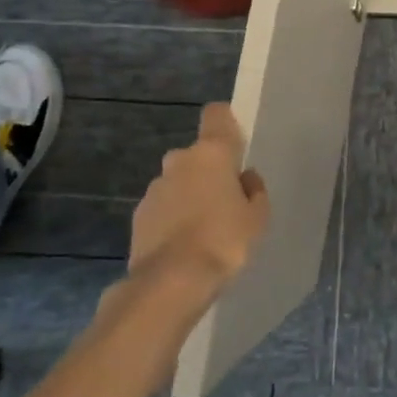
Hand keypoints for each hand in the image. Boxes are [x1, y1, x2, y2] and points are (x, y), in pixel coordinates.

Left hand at [129, 103, 270, 287]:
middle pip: (198, 154)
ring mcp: (155, 187)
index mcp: (211, 153)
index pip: (216, 115)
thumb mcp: (257, 217)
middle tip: (228, 201)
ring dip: (191, 195)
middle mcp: (179, 160)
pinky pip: (165, 207)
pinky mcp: (139, 215)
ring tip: (207, 229)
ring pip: (179, 181)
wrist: (172, 281)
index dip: (226, 123)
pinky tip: (187, 244)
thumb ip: (254, 191)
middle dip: (211, 171)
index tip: (237, 144)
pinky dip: (175, 217)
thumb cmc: (225, 240)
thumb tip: (244, 178)